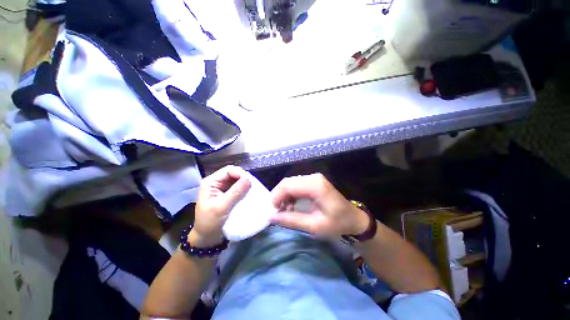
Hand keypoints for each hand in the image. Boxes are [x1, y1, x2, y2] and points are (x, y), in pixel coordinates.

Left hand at [190, 166, 250, 246]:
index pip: (228, 170)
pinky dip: (245, 190)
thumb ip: (235, 192)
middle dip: (244, 179)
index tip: (250, 182)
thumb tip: (249, 179)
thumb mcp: (222, 207)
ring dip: (246, 185)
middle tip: (253, 187)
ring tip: (253, 190)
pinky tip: (250, 195)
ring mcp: (223, 189)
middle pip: (234, 174)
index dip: (240, 173)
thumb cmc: (210, 223)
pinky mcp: (229, 195)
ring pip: (238, 181)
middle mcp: (217, 183)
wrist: (207, 238)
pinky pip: (239, 188)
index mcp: (211, 182)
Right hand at [270, 173, 368, 237]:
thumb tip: (271, 217)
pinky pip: (296, 184)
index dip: (276, 197)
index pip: (288, 185)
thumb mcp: (314, 226)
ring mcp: (314, 178)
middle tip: (277, 211)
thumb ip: (291, 220)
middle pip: (287, 182)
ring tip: (284, 210)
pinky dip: (290, 194)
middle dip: (278, 196)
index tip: (273, 211)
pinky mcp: (313, 181)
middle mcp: (313, 177)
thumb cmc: (337, 224)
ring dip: (283, 195)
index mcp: (315, 186)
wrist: (354, 219)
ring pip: (290, 182)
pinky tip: (291, 205)